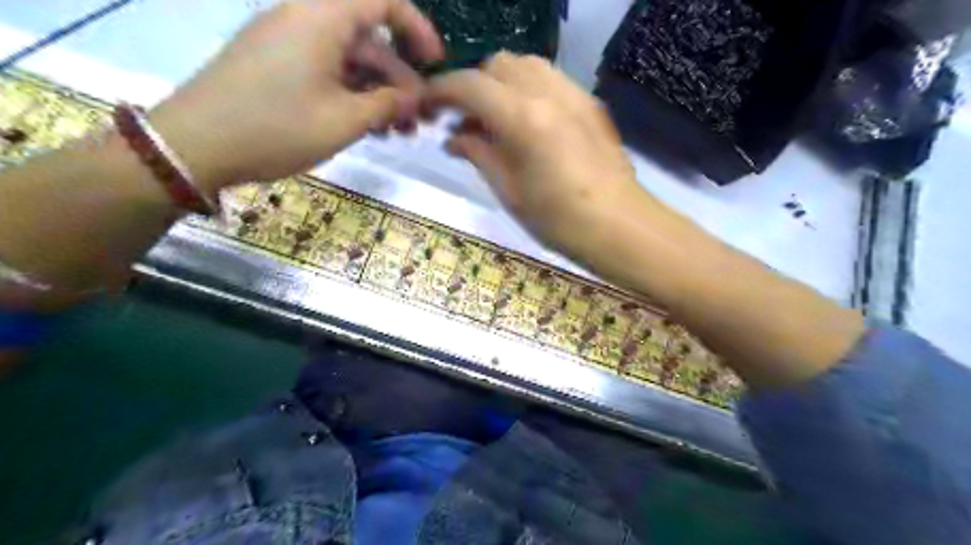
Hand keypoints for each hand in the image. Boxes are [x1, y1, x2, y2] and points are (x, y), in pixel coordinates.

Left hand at [148, 0, 443, 194]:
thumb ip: (387, 104)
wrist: (195, 144)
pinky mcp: (276, 64)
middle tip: (418, 120)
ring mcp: (288, 42)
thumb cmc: (277, 128)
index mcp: (322, 19)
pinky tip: (367, 126)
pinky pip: (327, 70)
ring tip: (397, 132)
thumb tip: (414, 98)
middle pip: (369, 39)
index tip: (435, 64)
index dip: (417, 28)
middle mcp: (305, 20)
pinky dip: (352, 94)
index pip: (383, 1)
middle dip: (400, 79)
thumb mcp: (344, 121)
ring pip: (349, 60)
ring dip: (378, 92)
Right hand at [427, 50, 659, 263]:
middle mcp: (548, 92)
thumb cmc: (560, 221)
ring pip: (526, 64)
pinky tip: (527, 123)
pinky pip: (550, 79)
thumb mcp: (510, 192)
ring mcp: (574, 94)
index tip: (426, 106)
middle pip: (498, 64)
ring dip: (501, 83)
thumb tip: (453, 137)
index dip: (441, 91)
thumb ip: (478, 155)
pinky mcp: (591, 104)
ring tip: (495, 120)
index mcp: (523, 118)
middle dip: (473, 86)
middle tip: (465, 122)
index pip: (470, 85)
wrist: (621, 226)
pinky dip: (527, 89)